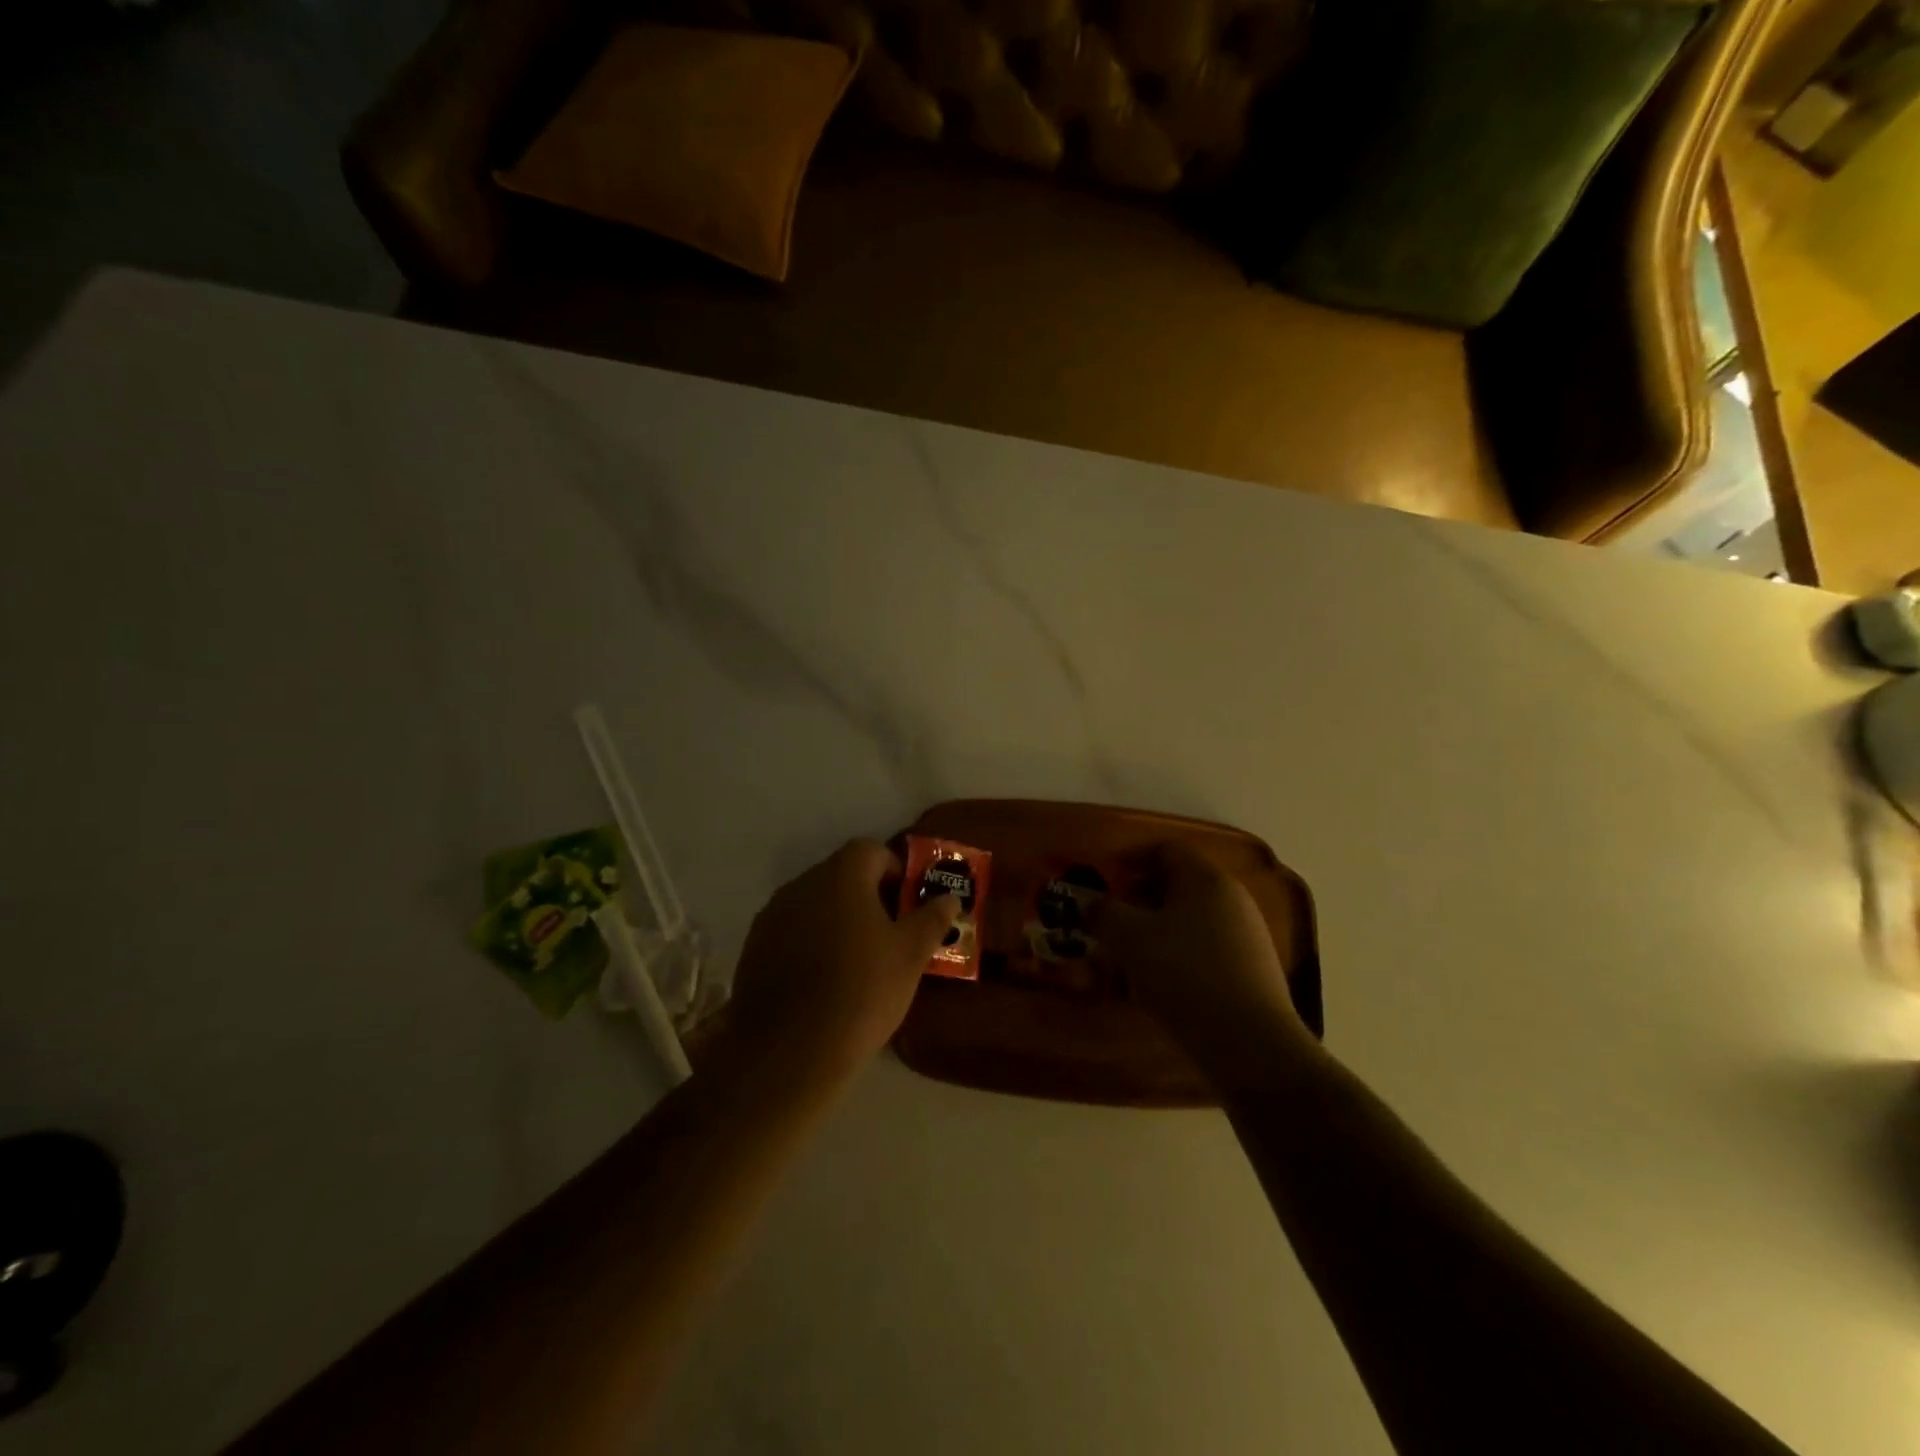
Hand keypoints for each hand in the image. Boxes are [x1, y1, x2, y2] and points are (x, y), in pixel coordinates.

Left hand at [723, 840, 960, 1086]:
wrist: (789, 1051)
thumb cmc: (861, 991)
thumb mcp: (910, 956)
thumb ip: (931, 919)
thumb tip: (949, 898)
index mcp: (841, 875)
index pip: (871, 851)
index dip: (895, 871)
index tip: (908, 905)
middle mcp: (802, 884)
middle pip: (841, 875)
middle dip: (867, 896)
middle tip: (889, 935)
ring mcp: (772, 916)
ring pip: (814, 904)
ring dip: (837, 919)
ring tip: (856, 961)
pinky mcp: (754, 948)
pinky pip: (791, 932)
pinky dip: (810, 943)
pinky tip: (822, 981)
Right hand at [1090, 841, 1317, 1083]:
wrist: (1252, 1044)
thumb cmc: (1184, 975)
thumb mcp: (1129, 939)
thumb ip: (1103, 913)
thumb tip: (1089, 903)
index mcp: (1205, 878)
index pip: (1164, 850)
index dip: (1129, 860)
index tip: (1103, 882)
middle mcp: (1231, 897)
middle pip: (1176, 885)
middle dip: (1138, 901)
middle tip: (1109, 925)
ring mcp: (1246, 935)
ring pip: (1189, 920)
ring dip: (1155, 933)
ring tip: (1127, 962)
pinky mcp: (1252, 970)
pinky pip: (1204, 949)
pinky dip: (1177, 957)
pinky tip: (1158, 987)